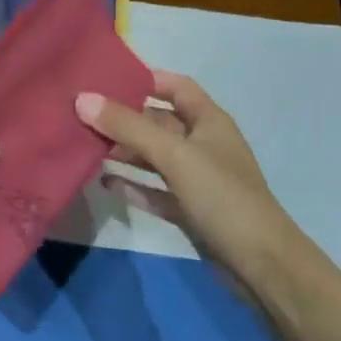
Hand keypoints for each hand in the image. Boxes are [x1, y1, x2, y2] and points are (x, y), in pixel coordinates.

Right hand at [76, 72, 296, 280]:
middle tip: (82, 114)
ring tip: (85, 145)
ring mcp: (196, 179)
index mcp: (209, 121)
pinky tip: (104, 182)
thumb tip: (83, 99)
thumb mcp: (174, 155)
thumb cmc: (221, 196)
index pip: (176, 87)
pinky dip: (132, 185)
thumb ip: (128, 127)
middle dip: (124, 118)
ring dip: (124, 151)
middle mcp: (203, 145)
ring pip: (154, 156)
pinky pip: (154, 190)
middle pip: (158, 122)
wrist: (259, 262)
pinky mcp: (188, 209)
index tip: (106, 78)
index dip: (146, 79)